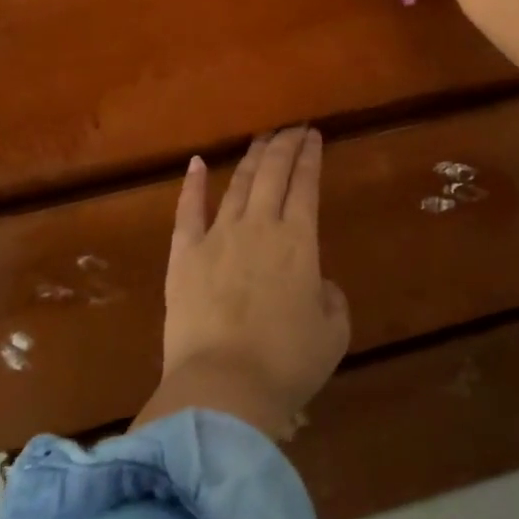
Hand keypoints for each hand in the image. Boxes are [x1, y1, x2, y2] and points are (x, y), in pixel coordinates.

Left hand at [132, 128, 350, 440]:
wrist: (223, 389)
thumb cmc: (287, 363)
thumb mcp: (333, 333)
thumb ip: (332, 299)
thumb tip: (319, 285)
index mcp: (299, 240)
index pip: (306, 184)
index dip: (311, 156)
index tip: (314, 135)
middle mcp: (260, 226)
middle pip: (273, 172)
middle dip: (285, 145)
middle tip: (293, 129)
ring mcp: (218, 237)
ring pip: (239, 184)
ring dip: (252, 158)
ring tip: (261, 140)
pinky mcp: (184, 257)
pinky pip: (188, 211)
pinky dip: (193, 184)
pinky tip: (198, 163)